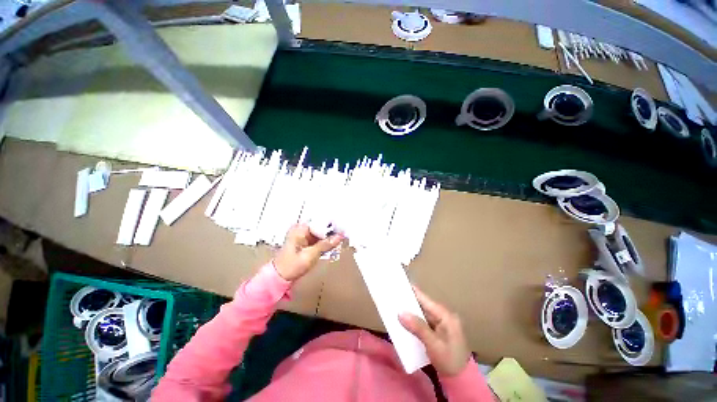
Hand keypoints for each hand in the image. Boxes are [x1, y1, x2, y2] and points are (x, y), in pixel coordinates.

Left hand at [274, 224, 342, 280]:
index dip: (332, 225)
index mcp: (300, 229)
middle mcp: (301, 229)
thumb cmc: (292, 266)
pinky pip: (318, 239)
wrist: (279, 278)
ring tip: (342, 239)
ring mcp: (303, 236)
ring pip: (321, 233)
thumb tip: (340, 236)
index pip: (320, 222)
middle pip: (321, 227)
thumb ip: (326, 244)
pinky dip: (325, 243)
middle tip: (344, 234)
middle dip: (332, 232)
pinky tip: (333, 245)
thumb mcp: (310, 255)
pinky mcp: (305, 242)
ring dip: (329, 238)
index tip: (343, 228)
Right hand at [399, 286, 470, 376]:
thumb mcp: (433, 345)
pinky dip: (415, 320)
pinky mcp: (439, 330)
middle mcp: (444, 315)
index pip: (425, 299)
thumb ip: (418, 327)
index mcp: (445, 315)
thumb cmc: (449, 360)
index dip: (412, 291)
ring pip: (422, 313)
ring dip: (411, 312)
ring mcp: (442, 323)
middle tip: (393, 297)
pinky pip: (424, 321)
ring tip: (396, 307)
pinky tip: (405, 321)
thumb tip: (400, 313)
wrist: (461, 379)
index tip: (399, 285)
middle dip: (409, 302)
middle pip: (423, 305)